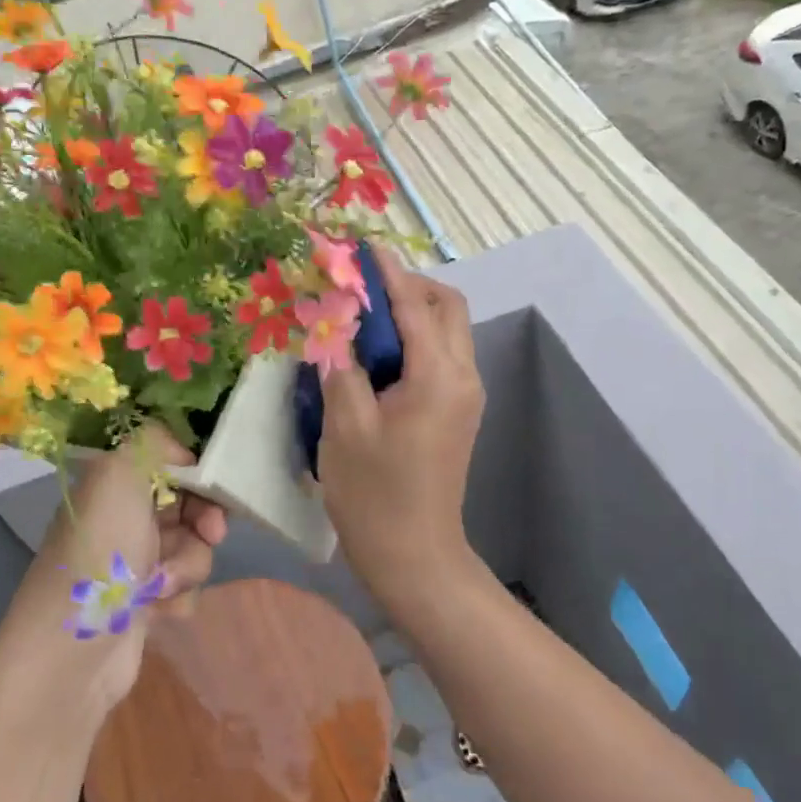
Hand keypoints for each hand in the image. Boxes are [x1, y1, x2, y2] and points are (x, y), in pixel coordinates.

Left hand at [0, 423, 226, 716]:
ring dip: (188, 565)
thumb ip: (152, 443)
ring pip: (192, 548)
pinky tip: (159, 610)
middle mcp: (121, 518)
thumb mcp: (117, 475)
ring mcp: (132, 562)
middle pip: (188, 506)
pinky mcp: (143, 602)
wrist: (74, 650)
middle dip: (202, 523)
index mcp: (112, 484)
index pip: (169, 464)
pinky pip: (184, 586)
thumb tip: (183, 455)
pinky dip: (179, 596)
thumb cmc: (100, 553)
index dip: (198, 476)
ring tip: (162, 586)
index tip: (214, 491)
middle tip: (210, 535)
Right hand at [318, 249, 483, 594]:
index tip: (361, 245)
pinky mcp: (457, 412)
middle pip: (446, 308)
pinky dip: (413, 341)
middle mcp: (463, 376)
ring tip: (361, 318)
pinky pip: (440, 357)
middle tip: (360, 289)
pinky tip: (375, 355)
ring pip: (446, 331)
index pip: (415, 304)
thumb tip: (335, 323)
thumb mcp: (345, 425)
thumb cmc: (373, 494)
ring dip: (410, 313)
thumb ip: (341, 364)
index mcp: (438, 376)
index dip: (386, 272)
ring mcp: (465, 396)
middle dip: (407, 287)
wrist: (414, 556)